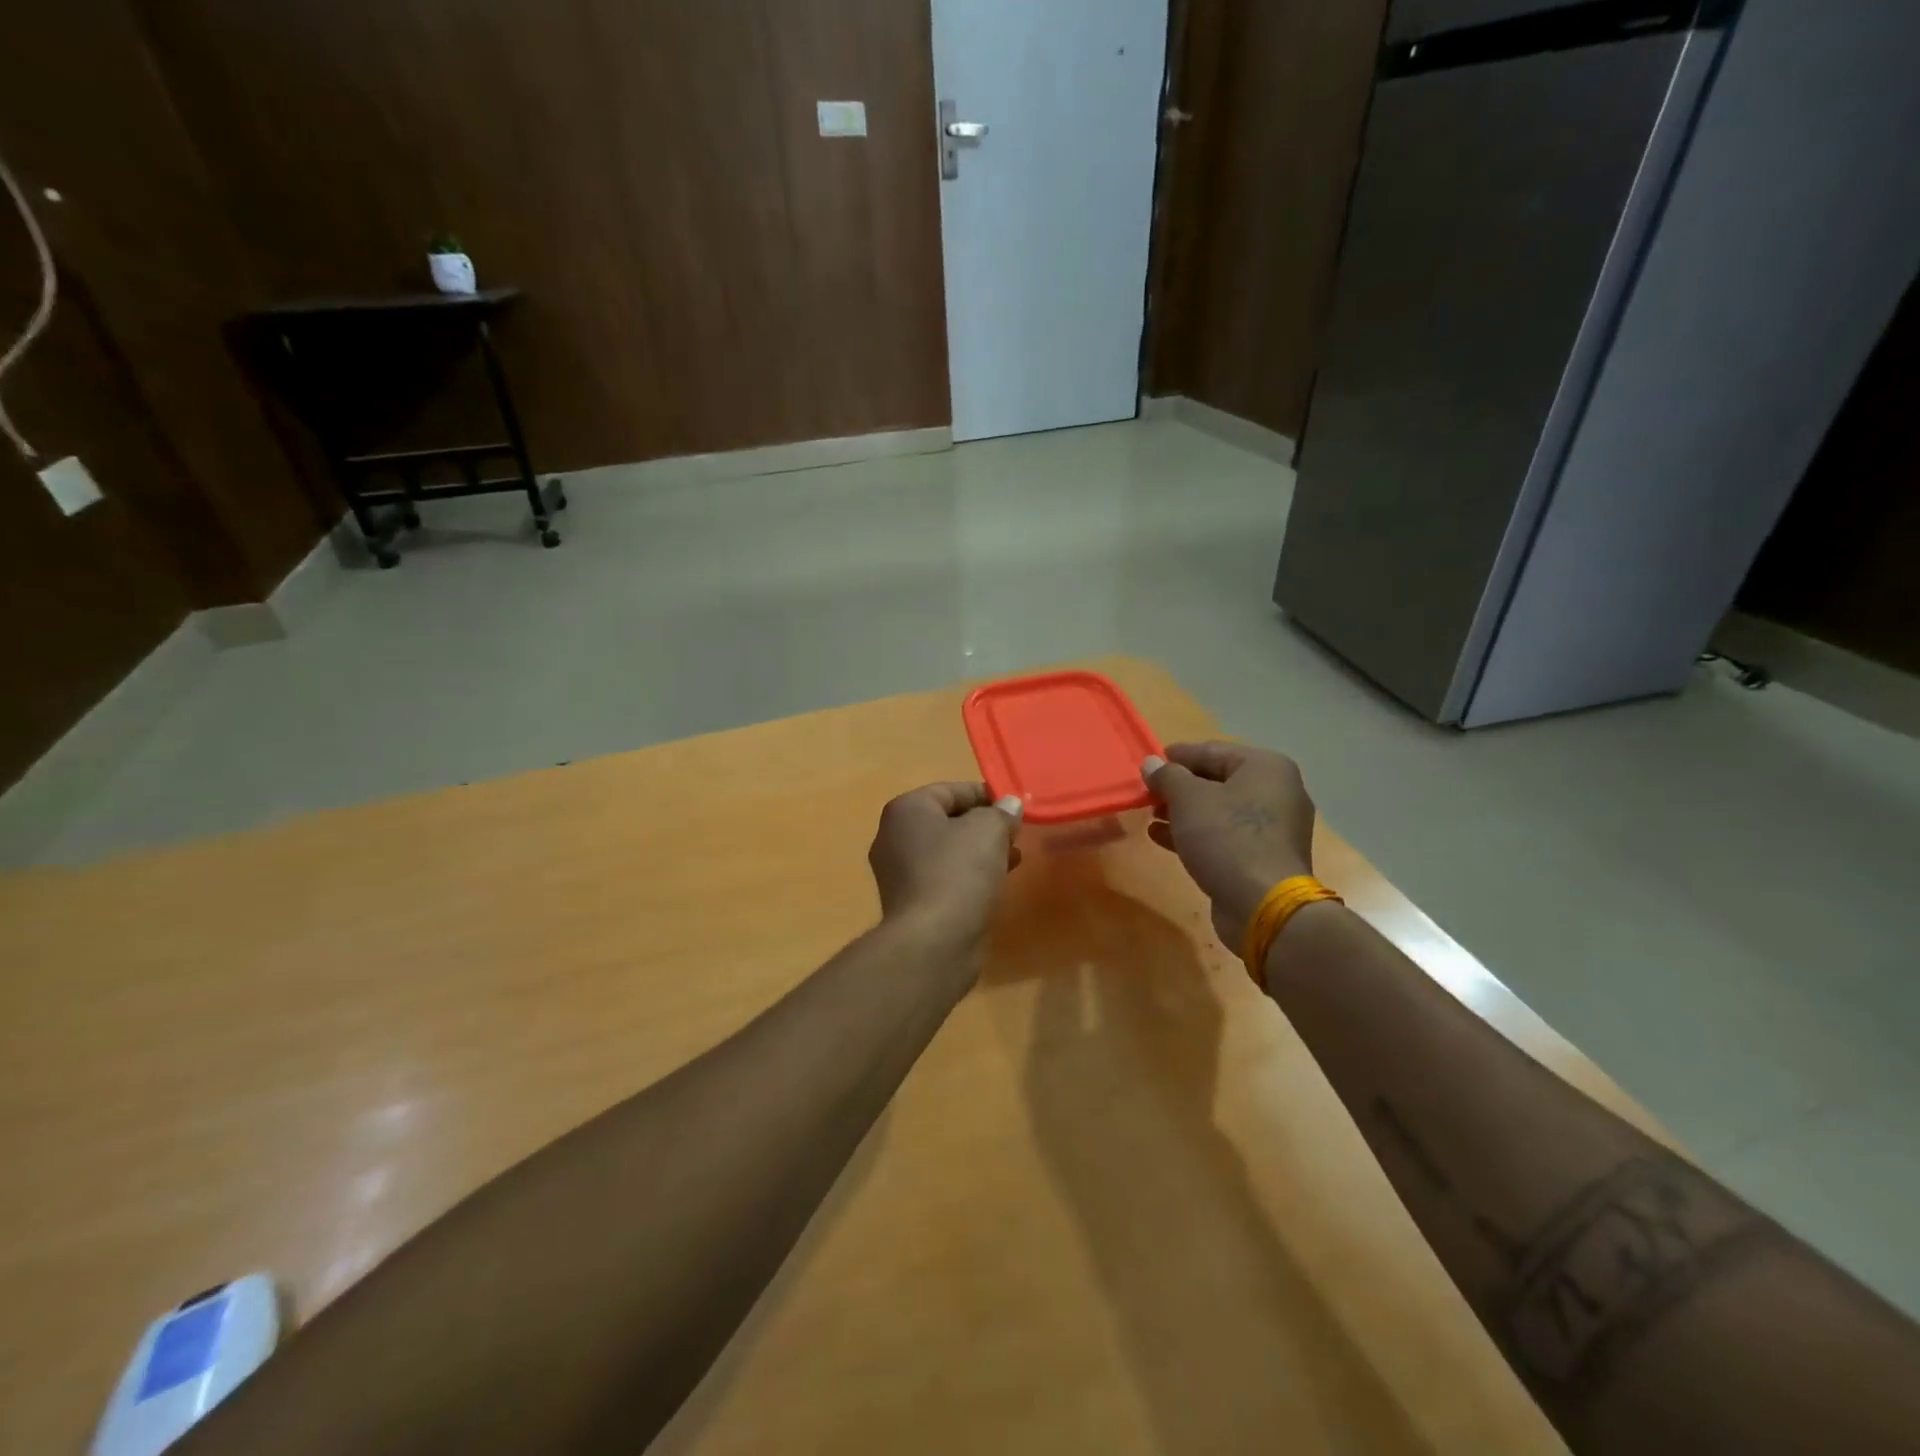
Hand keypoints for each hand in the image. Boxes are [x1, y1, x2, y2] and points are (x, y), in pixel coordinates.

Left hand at [868, 782, 1022, 948]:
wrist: (933, 941)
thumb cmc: (958, 872)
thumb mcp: (989, 830)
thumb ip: (1001, 812)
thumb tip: (1009, 804)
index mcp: (906, 810)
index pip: (950, 790)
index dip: (985, 794)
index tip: (1015, 806)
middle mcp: (894, 837)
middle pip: (947, 820)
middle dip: (983, 825)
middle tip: (1015, 834)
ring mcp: (898, 873)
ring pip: (947, 852)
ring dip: (980, 852)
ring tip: (1013, 858)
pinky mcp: (911, 903)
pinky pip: (944, 878)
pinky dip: (969, 876)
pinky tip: (995, 884)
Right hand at [1142, 743, 1316, 946]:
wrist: (1263, 905)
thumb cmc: (1226, 838)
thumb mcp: (1188, 799)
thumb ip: (1167, 776)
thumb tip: (1151, 763)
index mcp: (1265, 767)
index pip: (1213, 750)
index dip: (1177, 756)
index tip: (1149, 762)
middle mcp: (1276, 791)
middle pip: (1218, 779)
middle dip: (1179, 786)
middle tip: (1148, 792)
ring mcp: (1273, 827)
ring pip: (1219, 810)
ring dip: (1183, 811)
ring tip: (1151, 815)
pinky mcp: (1262, 856)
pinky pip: (1224, 835)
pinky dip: (1195, 833)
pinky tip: (1161, 838)